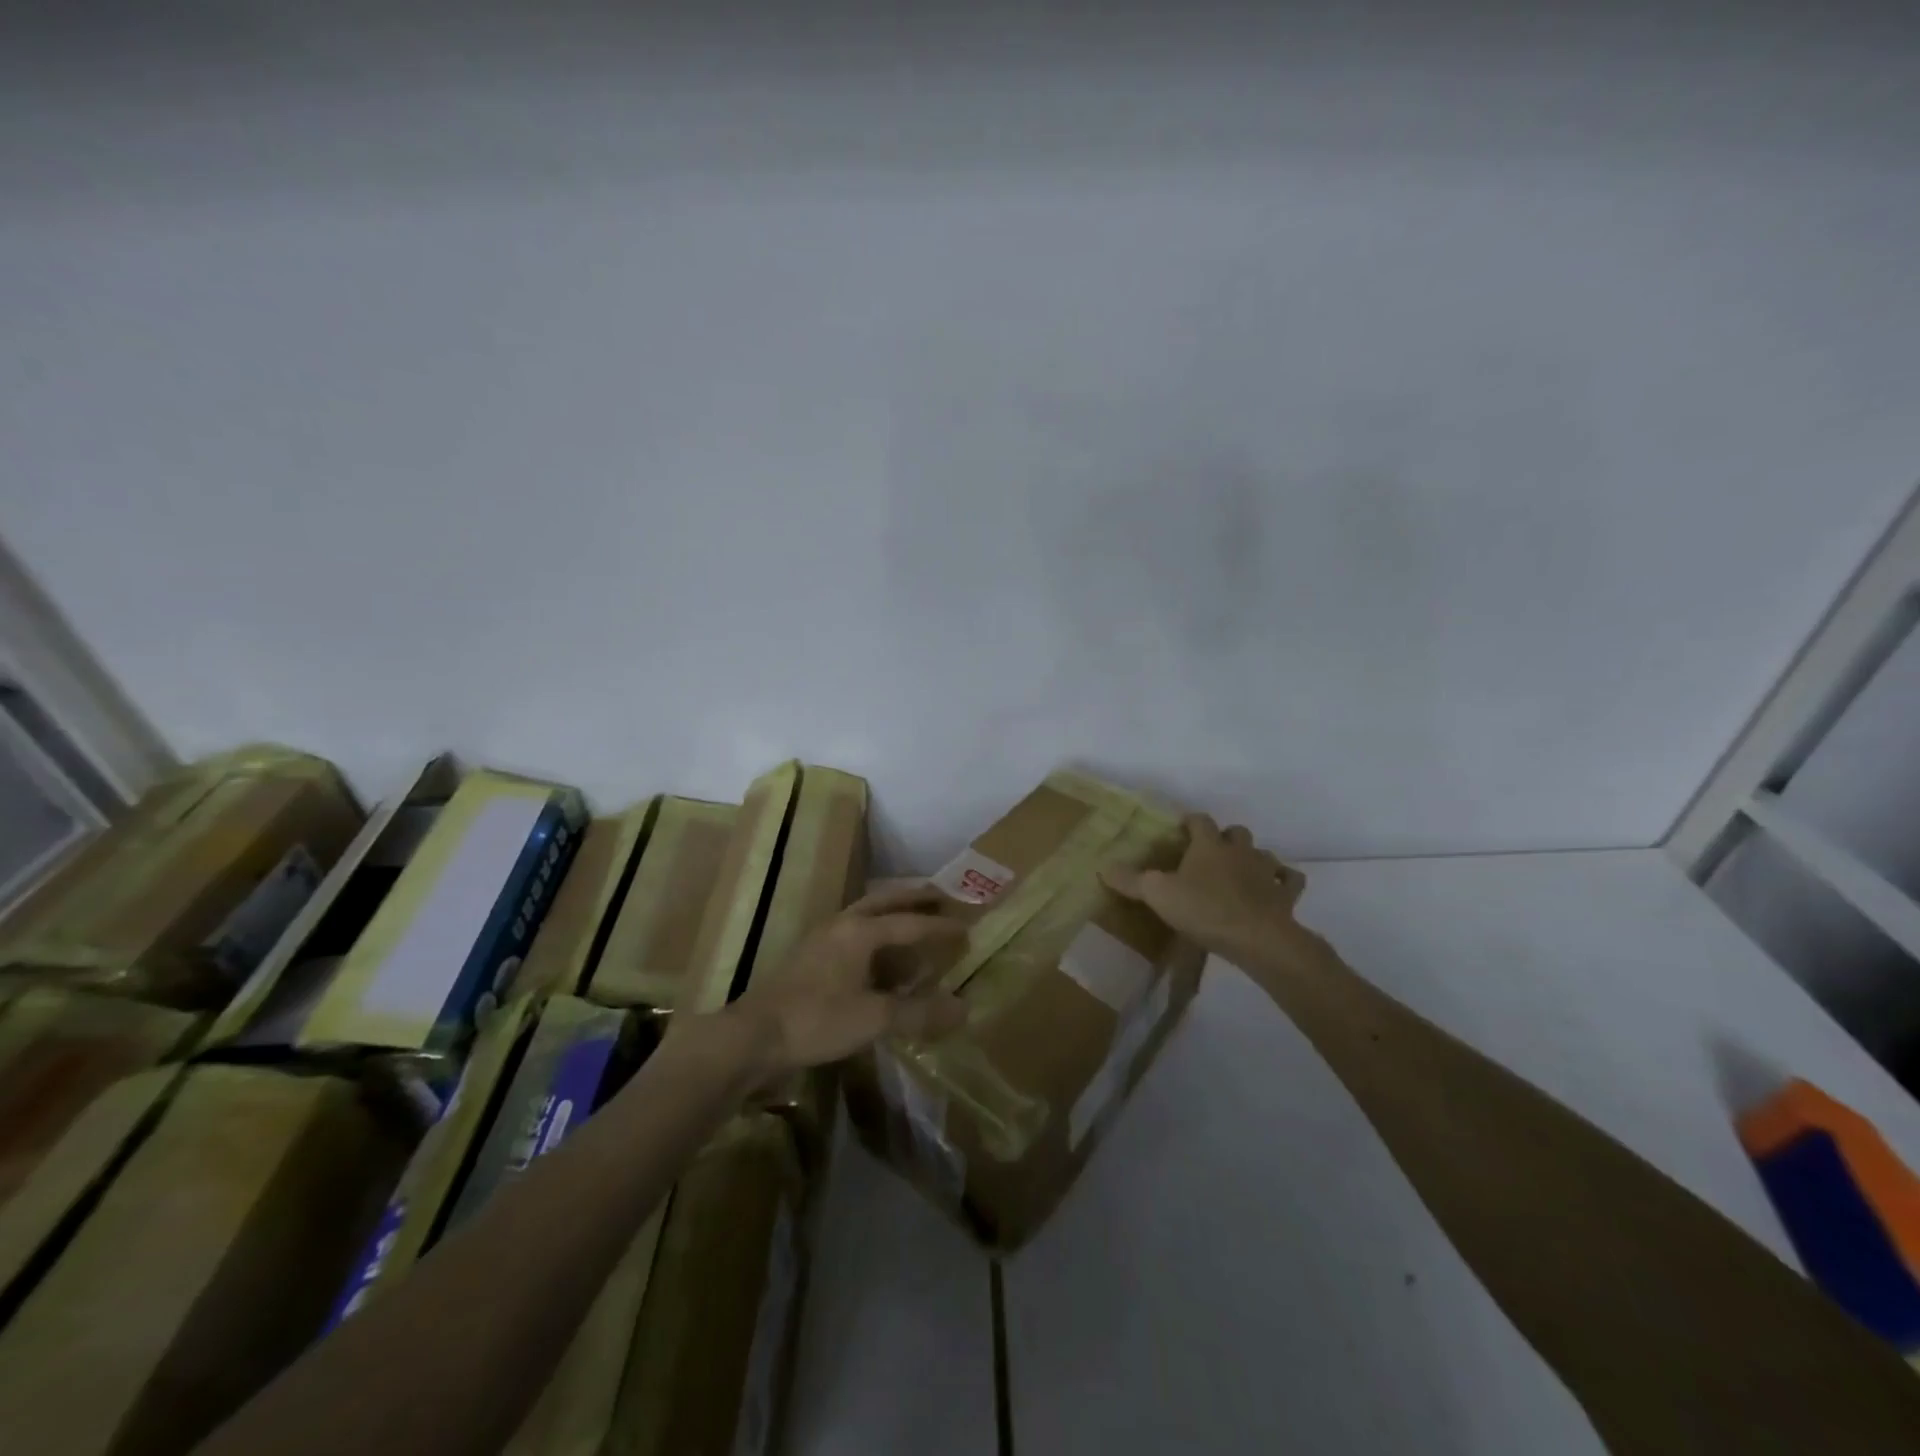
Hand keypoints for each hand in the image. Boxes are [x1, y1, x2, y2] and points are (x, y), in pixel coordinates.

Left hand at [729, 882, 968, 1075]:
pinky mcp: (809, 957)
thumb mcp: (873, 1019)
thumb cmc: (816, 1020)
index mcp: (860, 931)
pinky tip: (879, 957)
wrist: (753, 1036)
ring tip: (914, 921)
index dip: (941, 927)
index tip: (967, 927)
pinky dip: (874, 936)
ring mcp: (822, 939)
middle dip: (914, 898)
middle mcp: (842, 924)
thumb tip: (963, 1008)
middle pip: (884, 901)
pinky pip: (852, 934)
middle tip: (941, 896)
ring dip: (892, 914)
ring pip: (865, 915)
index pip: (911, 922)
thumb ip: (918, 1012)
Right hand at [1103, 814, 1307, 963]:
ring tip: (1241, 873)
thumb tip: (1103, 866)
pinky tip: (1274, 890)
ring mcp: (1267, 871)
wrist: (1258, 938)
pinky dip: (1283, 881)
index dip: (1190, 821)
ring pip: (1264, 853)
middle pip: (1236, 832)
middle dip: (1225, 838)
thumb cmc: (1204, 909)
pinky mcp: (1286, 895)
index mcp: (1208, 845)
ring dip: (1253, 859)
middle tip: (1211, 853)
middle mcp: (1239, 851)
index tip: (1182, 827)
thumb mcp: (1157, 894)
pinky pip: (1289, 880)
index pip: (1200, 820)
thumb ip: (1131, 880)